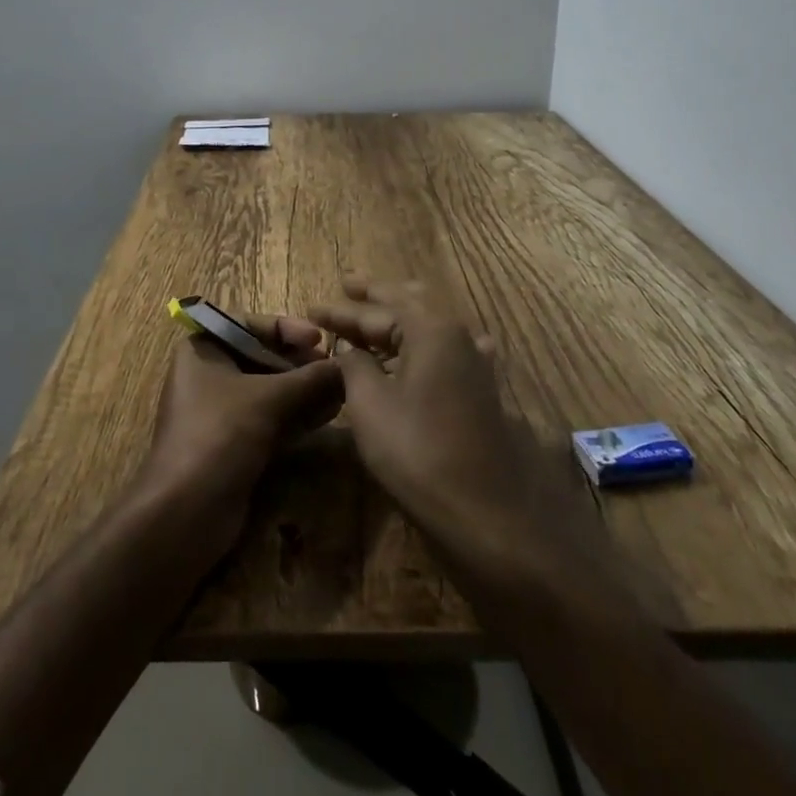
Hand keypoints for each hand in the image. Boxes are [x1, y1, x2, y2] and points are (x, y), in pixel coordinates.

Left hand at [135, 314, 343, 551]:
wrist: (185, 512)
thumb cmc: (220, 434)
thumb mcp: (269, 398)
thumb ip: (310, 379)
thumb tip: (349, 364)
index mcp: (202, 349)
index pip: (248, 324)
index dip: (286, 328)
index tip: (319, 338)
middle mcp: (208, 374)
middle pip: (260, 356)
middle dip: (299, 363)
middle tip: (335, 369)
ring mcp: (220, 411)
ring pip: (268, 390)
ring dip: (303, 390)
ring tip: (341, 391)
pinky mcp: (233, 443)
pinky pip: (269, 418)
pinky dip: (296, 414)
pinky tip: (328, 414)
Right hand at [312, 277, 595, 583]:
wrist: (484, 511)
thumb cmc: (418, 452)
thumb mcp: (370, 405)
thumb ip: (354, 366)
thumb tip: (349, 348)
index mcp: (431, 330)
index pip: (376, 312)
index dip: (340, 311)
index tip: (311, 307)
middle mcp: (458, 335)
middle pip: (410, 304)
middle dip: (377, 295)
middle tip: (348, 284)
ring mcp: (475, 362)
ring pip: (432, 324)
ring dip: (401, 316)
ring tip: (377, 309)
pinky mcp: (481, 388)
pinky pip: (447, 347)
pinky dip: (425, 340)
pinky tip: (428, 342)